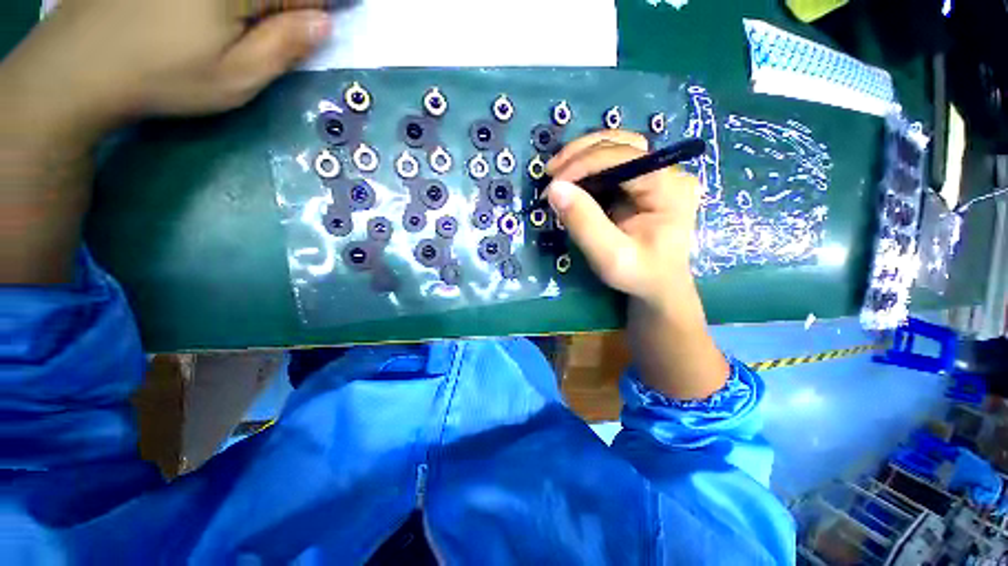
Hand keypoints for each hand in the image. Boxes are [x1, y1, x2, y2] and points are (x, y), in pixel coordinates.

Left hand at [2, 0, 331, 140]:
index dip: (328, 2)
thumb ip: (284, 47)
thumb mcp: (235, 78)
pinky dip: (239, 5)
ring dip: (268, 4)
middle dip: (297, 4)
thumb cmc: (163, 77)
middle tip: (305, 19)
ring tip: (268, 21)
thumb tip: (324, 23)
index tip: (344, 11)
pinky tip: (236, 17)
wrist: (78, 64)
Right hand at [545, 131, 727, 399]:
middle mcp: (667, 178)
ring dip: (580, 163)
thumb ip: (585, 222)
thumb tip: (554, 189)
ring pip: (614, 156)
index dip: (583, 162)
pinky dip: (584, 176)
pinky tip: (567, 187)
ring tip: (553, 178)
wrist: (662, 307)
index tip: (550, 180)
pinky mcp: (637, 197)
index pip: (624, 155)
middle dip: (580, 155)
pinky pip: (609, 174)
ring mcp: (652, 186)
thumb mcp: (614, 260)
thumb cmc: (645, 288)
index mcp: (672, 187)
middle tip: (547, 174)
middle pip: (620, 146)